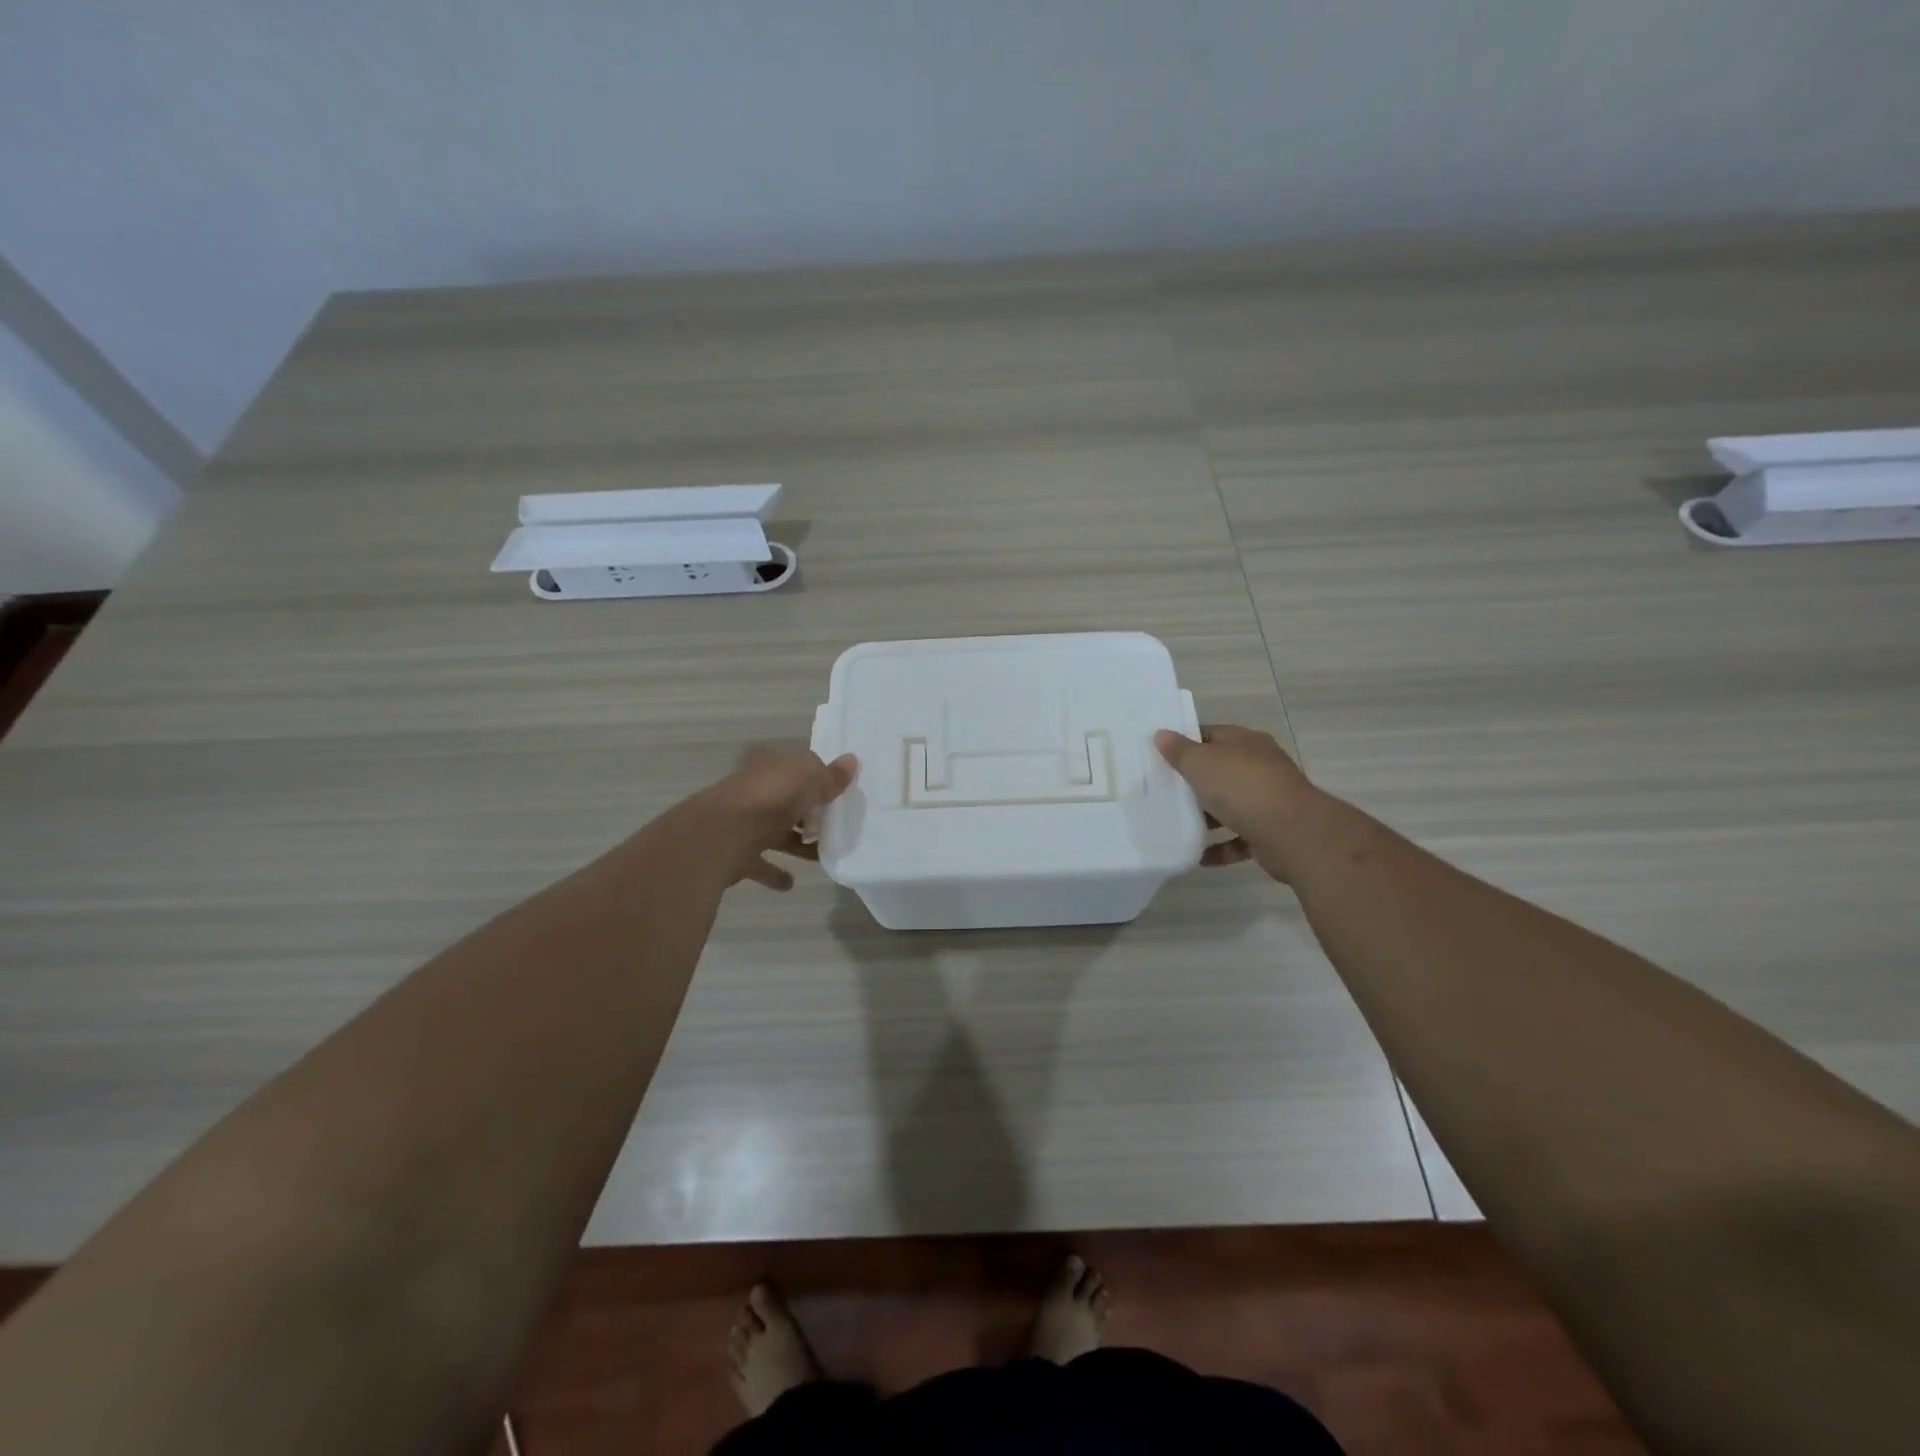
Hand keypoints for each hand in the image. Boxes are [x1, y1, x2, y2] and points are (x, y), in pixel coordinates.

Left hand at [695, 745, 858, 890]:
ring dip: (794, 843)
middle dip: (806, 812)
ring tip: (820, 856)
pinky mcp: (734, 853)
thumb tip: (851, 761)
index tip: (837, 794)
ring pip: (773, 831)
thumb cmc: (771, 797)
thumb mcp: (810, 778)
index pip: (795, 766)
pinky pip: (759, 863)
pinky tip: (790, 883)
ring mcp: (741, 822)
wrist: (723, 836)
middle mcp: (751, 789)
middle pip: (785, 799)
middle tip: (833, 826)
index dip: (816, 777)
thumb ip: (830, 776)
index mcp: (767, 763)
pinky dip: (774, 872)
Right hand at [1154, 724, 1316, 880]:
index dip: (1185, 743)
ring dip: (1206, 816)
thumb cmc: (1242, 787)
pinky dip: (1219, 847)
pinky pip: (1237, 839)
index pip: (1210, 735)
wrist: (1293, 833)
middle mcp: (1259, 767)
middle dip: (1193, 782)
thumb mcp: (1201, 762)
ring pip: (1229, 805)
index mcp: (1245, 742)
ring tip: (1175, 824)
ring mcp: (1266, 800)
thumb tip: (1161, 734)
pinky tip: (1197, 855)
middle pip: (1220, 770)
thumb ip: (1179, 751)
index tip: (1159, 756)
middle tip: (1161, 790)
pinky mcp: (1269, 832)